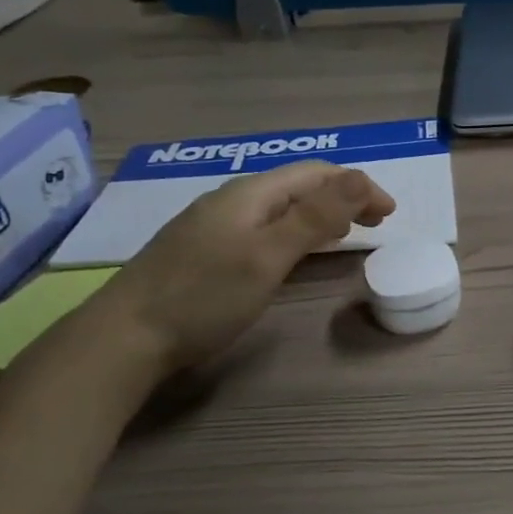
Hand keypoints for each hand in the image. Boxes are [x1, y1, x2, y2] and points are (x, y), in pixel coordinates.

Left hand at [97, 161, 394, 372]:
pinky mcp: (203, 251)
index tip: (389, 214)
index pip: (316, 174)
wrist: (123, 339)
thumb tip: (361, 178)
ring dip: (320, 214)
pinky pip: (263, 227)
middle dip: (343, 197)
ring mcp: (213, 226)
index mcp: (250, 194)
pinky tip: (294, 251)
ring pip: (280, 208)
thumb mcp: (268, 256)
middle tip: (376, 223)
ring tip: (347, 233)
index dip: (358, 186)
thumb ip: (316, 217)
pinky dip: (295, 232)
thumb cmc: (204, 296)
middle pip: (298, 187)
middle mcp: (232, 200)